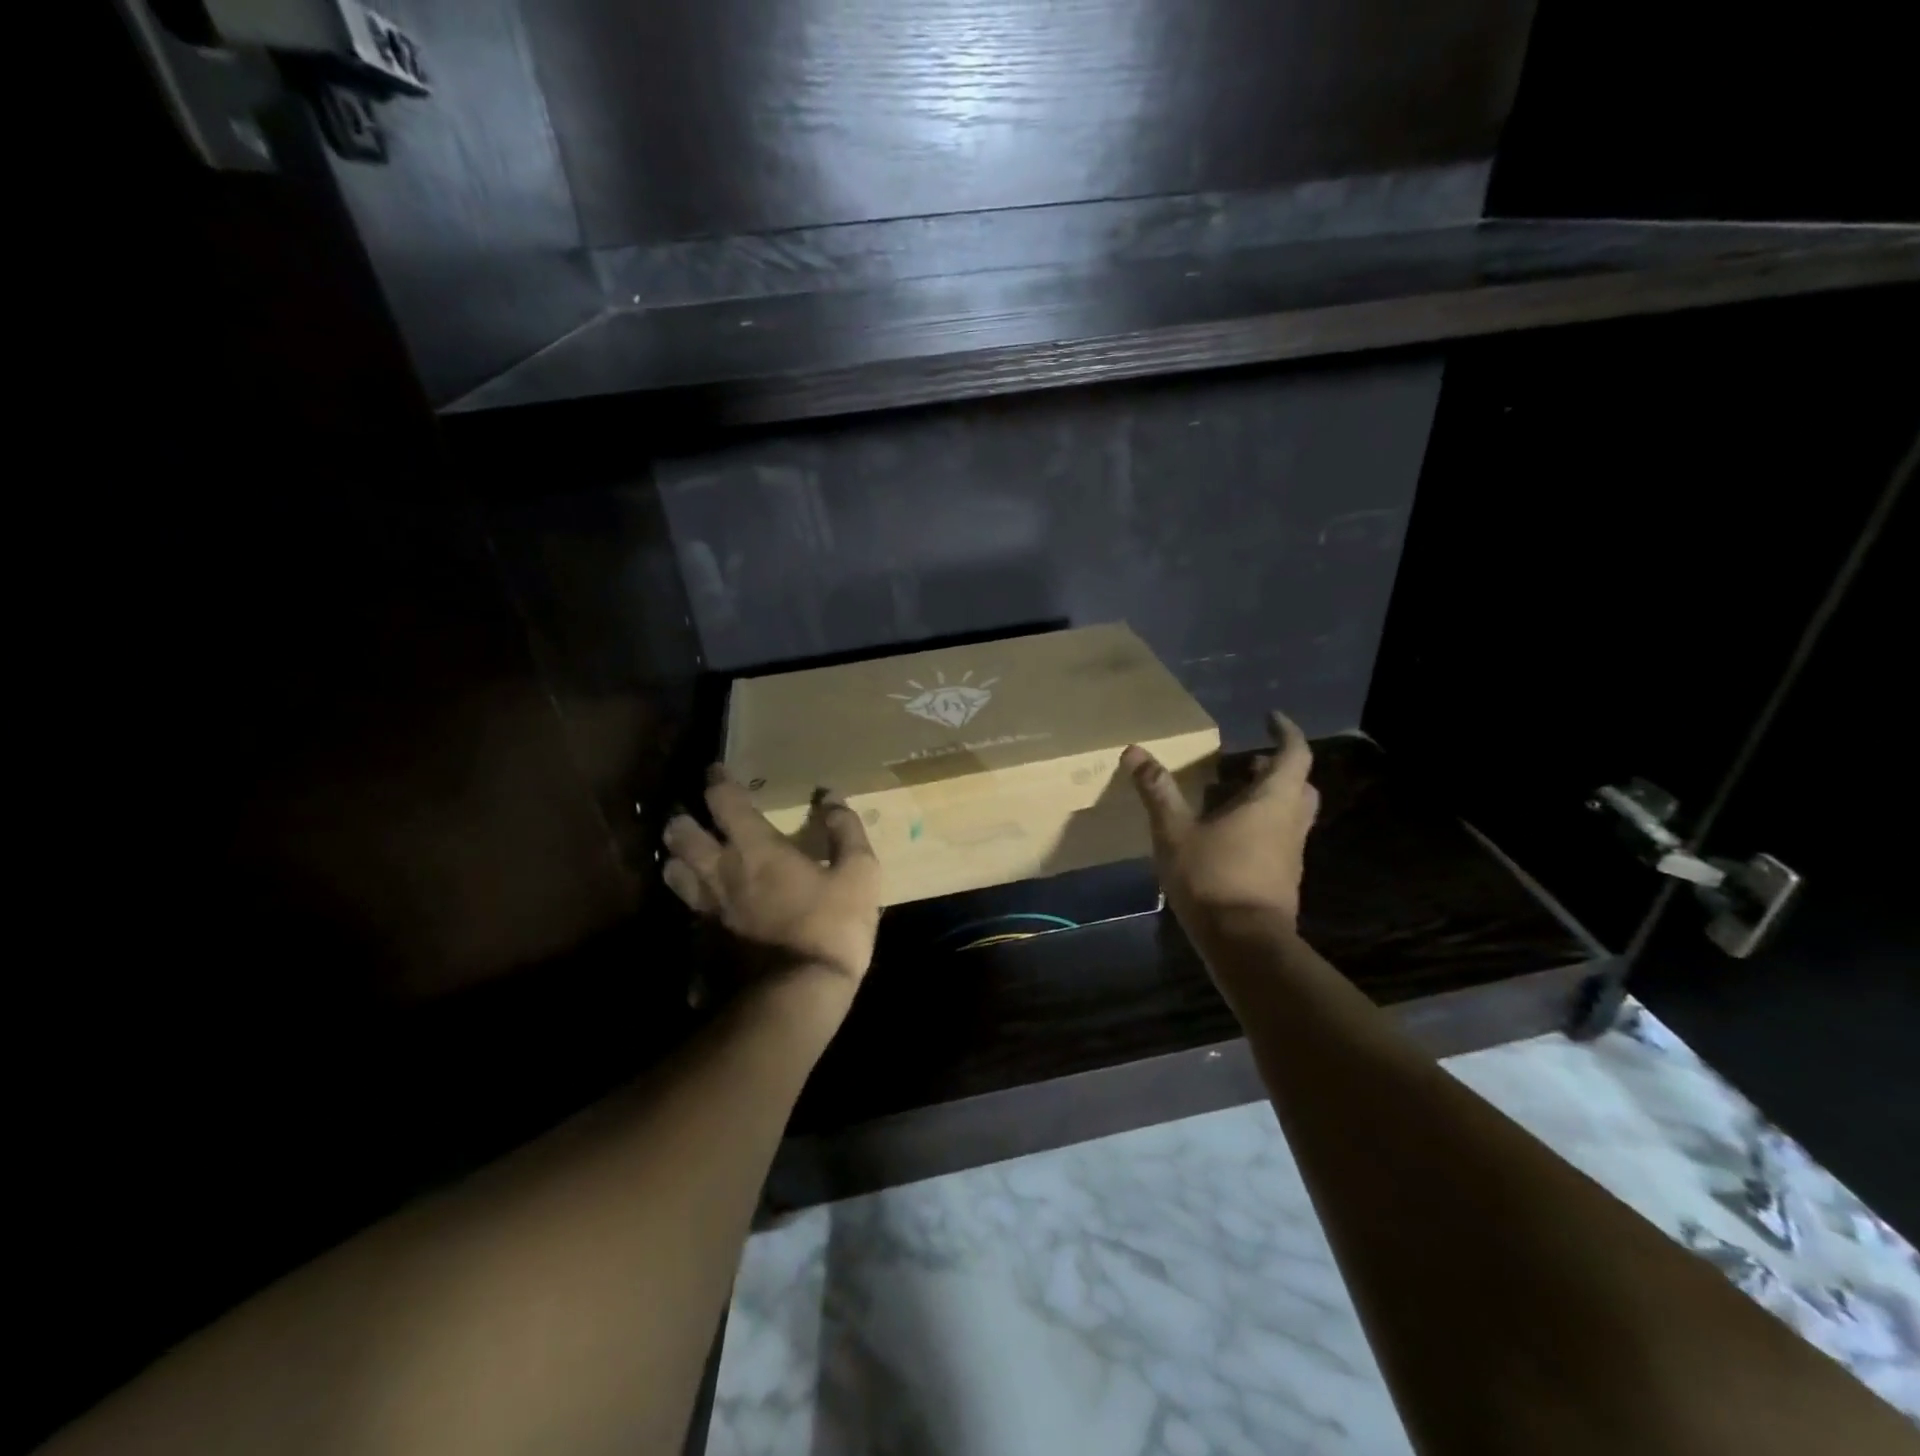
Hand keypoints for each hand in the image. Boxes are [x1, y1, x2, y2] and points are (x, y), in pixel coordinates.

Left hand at [662, 766, 881, 987]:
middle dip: (683, 818)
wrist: (798, 997)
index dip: (718, 781)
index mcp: (755, 849)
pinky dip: (690, 905)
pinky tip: (702, 910)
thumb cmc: (831, 927)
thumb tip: (832, 797)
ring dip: (677, 859)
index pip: (723, 801)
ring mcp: (706, 911)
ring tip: (688, 856)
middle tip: (693, 814)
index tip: (716, 770)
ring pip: (672, 873)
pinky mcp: (702, 944)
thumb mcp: (859, 873)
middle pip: (680, 835)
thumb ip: (846, 831)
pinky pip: (687, 915)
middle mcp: (720, 873)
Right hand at [1122, 711, 1318, 929]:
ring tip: (1233, 796)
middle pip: (1299, 784)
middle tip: (1249, 762)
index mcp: (1273, 801)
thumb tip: (1134, 751)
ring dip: (1270, 798)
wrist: (1244, 943)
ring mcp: (1291, 853)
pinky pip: (1280, 838)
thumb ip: (1157, 790)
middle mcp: (1290, 823)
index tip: (1271, 718)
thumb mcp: (1175, 831)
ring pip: (1291, 814)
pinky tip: (1230, 837)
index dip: (1286, 732)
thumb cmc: (1212, 877)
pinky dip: (1263, 826)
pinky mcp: (1283, 878)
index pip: (1294, 754)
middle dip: (1279, 768)